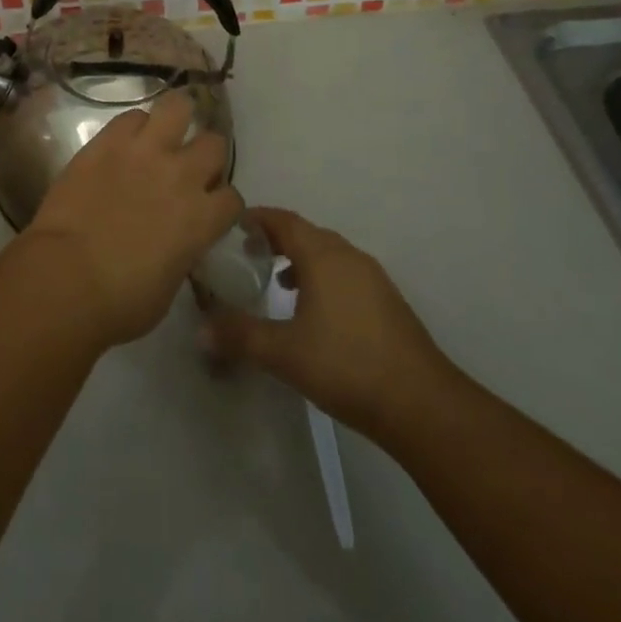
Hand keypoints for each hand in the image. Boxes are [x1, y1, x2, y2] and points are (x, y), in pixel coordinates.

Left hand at [19, 90, 241, 347]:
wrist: (66, 277)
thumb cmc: (120, 301)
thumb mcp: (169, 286)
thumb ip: (182, 252)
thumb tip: (177, 242)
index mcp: (202, 219)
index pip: (232, 198)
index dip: (220, 203)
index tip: (206, 209)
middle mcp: (182, 175)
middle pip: (215, 143)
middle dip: (205, 155)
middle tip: (185, 168)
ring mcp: (145, 151)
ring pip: (178, 107)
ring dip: (175, 120)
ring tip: (162, 133)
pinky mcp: (108, 140)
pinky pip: (131, 116)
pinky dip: (132, 127)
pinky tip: (123, 142)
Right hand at [201, 207, 462, 441]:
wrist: (420, 403)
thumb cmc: (345, 366)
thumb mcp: (283, 353)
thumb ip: (240, 336)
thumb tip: (200, 330)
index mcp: (323, 256)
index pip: (284, 220)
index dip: (257, 218)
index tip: (232, 226)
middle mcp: (348, 256)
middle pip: (306, 233)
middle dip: (276, 238)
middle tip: (248, 255)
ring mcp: (372, 277)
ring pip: (328, 253)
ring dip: (300, 259)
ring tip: (277, 282)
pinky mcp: (386, 300)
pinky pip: (345, 272)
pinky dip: (322, 277)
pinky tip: (314, 310)